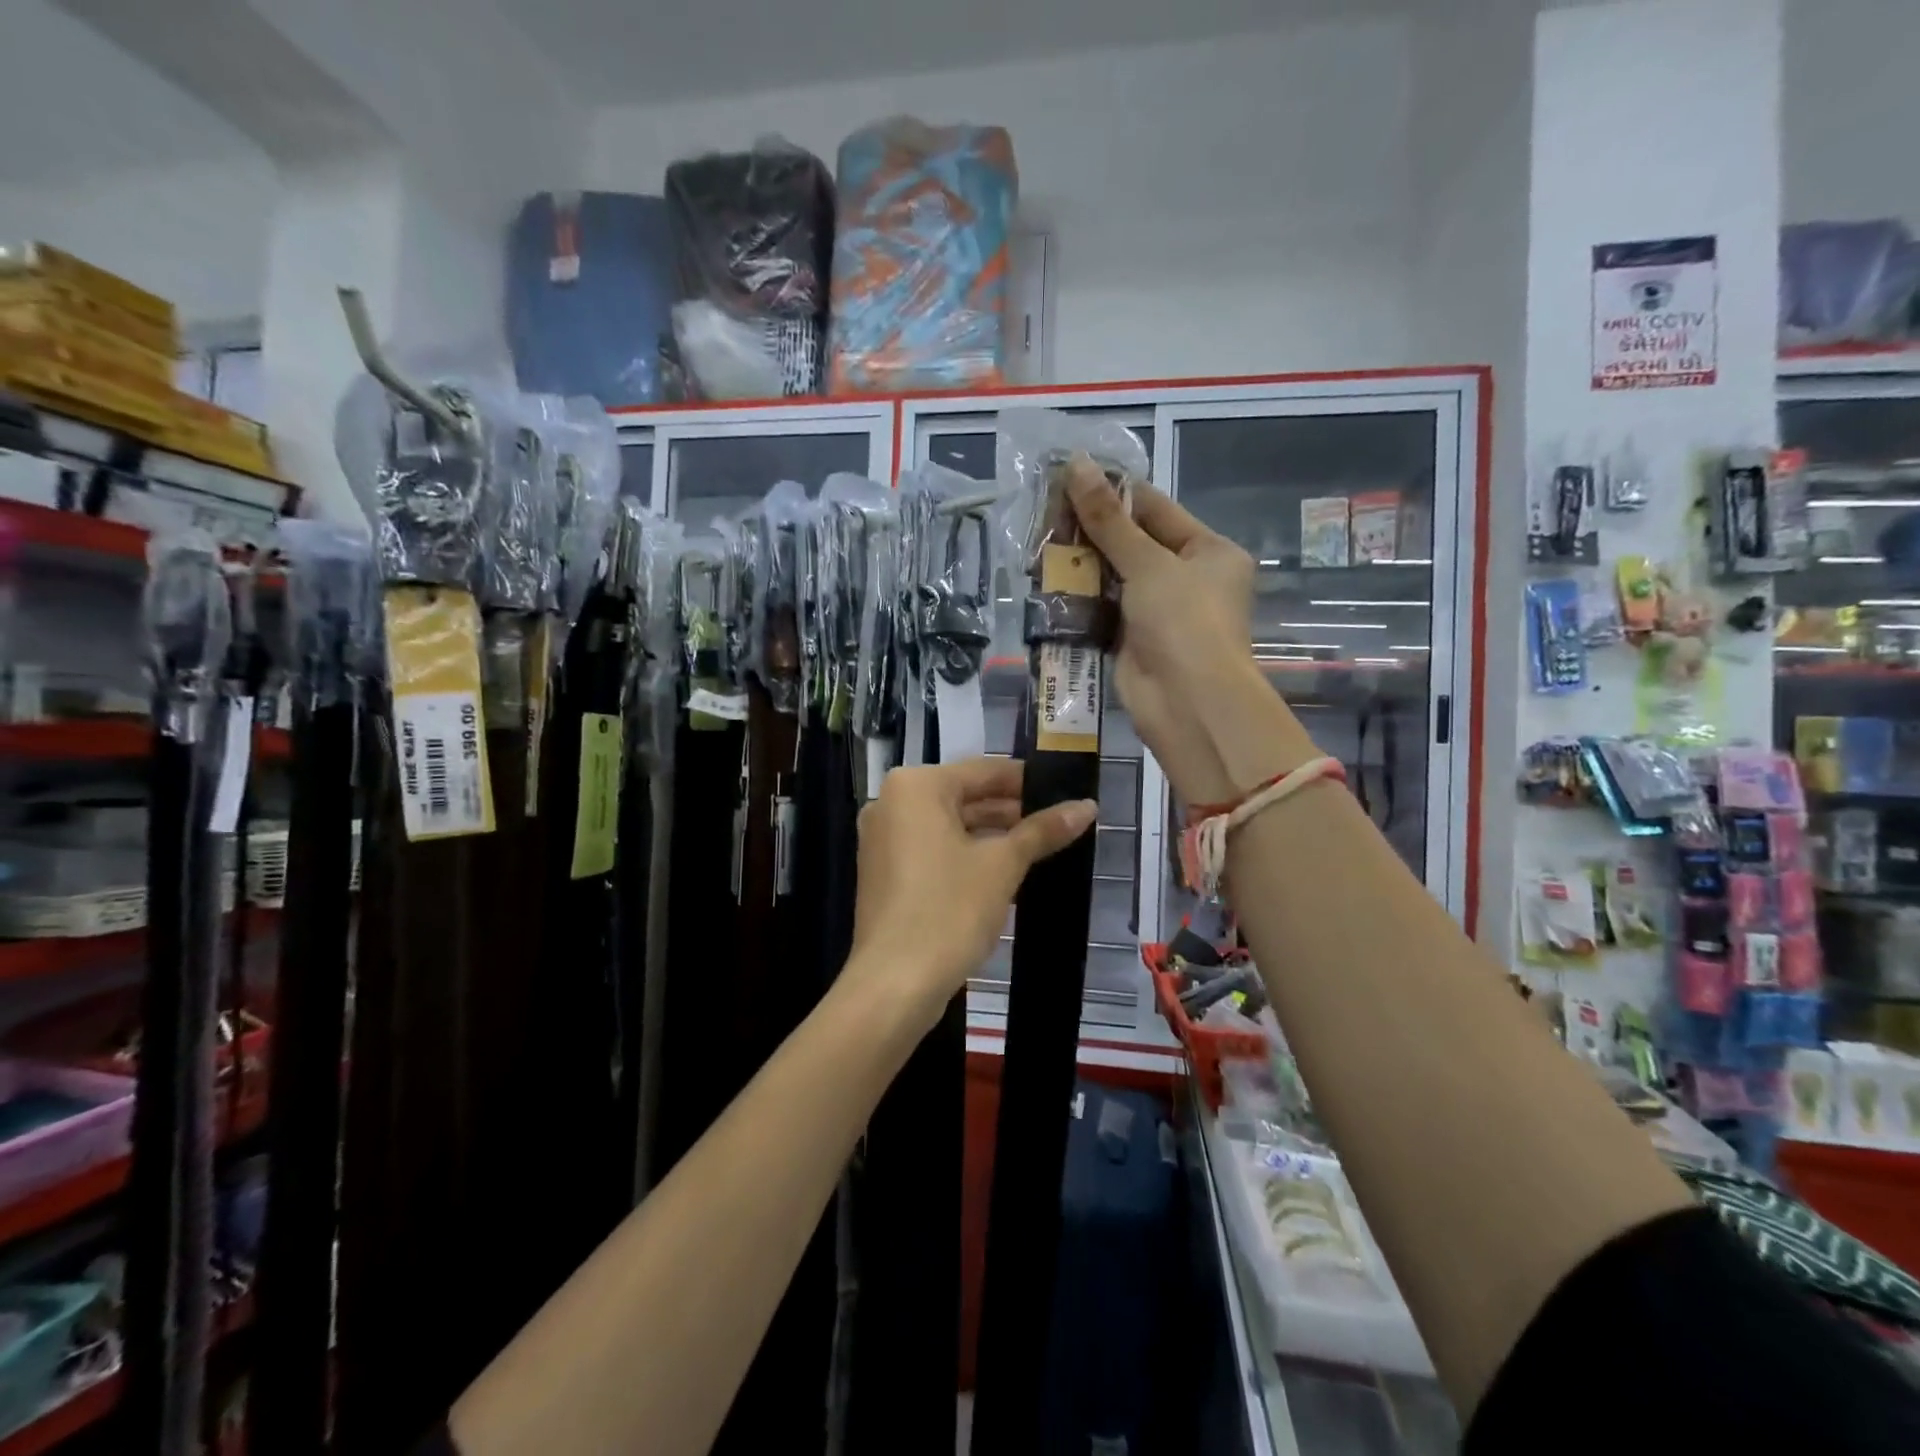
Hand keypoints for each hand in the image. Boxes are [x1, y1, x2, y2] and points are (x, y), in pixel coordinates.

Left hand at [845, 758, 1095, 1028]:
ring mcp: (884, 838)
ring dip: (992, 834)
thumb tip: (1087, 807)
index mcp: (915, 786)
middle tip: (1060, 821)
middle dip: (1012, 810)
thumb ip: (1043, 830)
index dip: (1028, 781)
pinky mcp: (885, 870)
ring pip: (950, 824)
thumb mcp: (1003, 865)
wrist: (895, 984)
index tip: (1066, 791)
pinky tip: (1005, 869)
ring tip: (1042, 846)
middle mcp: (892, 802)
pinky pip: (933, 847)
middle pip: (965, 795)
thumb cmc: (949, 910)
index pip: (984, 770)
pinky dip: (966, 853)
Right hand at [1063, 460, 1317, 805]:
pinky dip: (1078, 597)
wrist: (1186, 703)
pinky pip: (1102, 609)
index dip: (1114, 491)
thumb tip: (1076, 464)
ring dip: (1080, 563)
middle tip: (1044, 509)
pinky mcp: (1133, 640)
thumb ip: (1108, 519)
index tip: (1070, 474)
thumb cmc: (1183, 622)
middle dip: (1091, 530)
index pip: (1156, 509)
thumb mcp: (1148, 563)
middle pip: (1133, 543)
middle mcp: (1187, 578)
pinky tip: (1046, 579)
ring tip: (1038, 539)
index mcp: (1209, 551)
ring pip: (1113, 577)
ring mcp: (1159, 612)